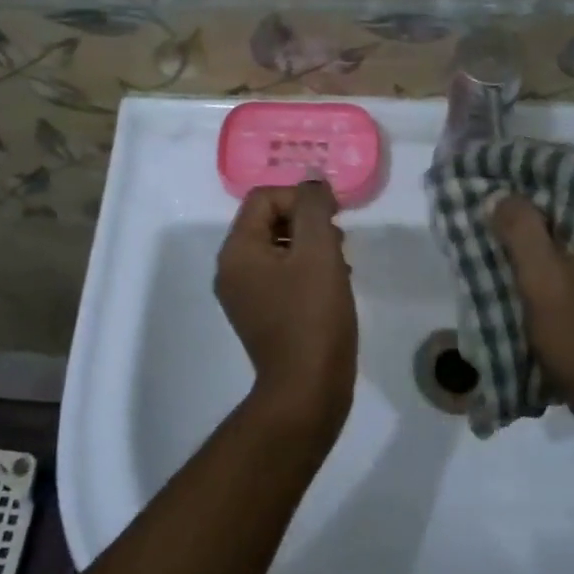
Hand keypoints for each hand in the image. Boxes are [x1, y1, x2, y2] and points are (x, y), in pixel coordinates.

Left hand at [214, 180, 358, 436]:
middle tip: (339, 243)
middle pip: (270, 220)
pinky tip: (334, 286)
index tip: (334, 217)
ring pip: (280, 248)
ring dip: (312, 247)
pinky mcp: (262, 315)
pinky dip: (308, 271)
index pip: (264, 197)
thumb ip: (314, 207)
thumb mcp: (318, 251)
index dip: (301, 198)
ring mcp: (245, 295)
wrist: (307, 390)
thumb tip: (312, 182)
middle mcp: (232, 269)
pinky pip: (283, 276)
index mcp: (237, 250)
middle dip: (308, 223)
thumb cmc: (313, 316)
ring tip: (341, 266)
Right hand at [493, 179, 573, 427]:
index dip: (533, 164)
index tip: (495, 165)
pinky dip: (544, 250)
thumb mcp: (543, 277)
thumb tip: (501, 196)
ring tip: (490, 221)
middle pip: (573, 198)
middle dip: (528, 196)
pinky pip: (573, 253)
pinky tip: (512, 256)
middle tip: (484, 193)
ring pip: (570, 227)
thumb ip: (520, 228)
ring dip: (533, 225)